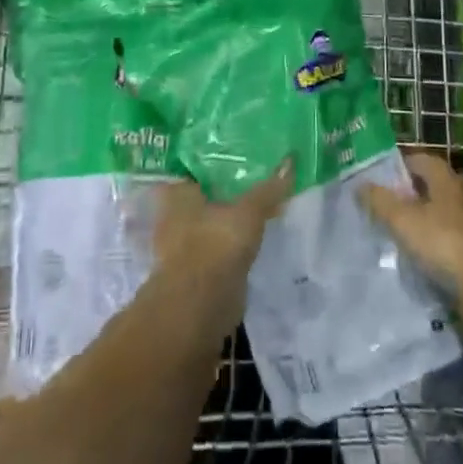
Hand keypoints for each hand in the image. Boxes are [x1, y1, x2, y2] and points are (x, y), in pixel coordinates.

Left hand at [152, 161, 293, 336]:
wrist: (199, 307)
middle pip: (205, 194)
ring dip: (230, 218)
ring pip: (211, 220)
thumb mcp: (248, 213)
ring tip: (261, 205)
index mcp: (176, 191)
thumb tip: (290, 161)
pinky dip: (231, 241)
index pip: (197, 166)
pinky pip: (217, 244)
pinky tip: (253, 236)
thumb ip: (268, 190)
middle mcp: (172, 213)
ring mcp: (181, 244)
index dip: (218, 160)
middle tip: (258, 178)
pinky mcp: (195, 269)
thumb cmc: (216, 245)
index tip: (243, 156)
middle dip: (227, 190)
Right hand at [361, 151, 462, 320]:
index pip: (420, 159)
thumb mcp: (402, 219)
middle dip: (409, 194)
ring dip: (422, 221)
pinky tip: (417, 257)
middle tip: (383, 205)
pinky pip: (449, 239)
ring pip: (441, 214)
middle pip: (432, 187)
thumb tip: (359, 185)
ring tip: (396, 233)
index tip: (377, 177)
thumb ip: (379, 201)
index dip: (398, 165)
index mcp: (447, 179)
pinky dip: (434, 244)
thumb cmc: (444, 243)